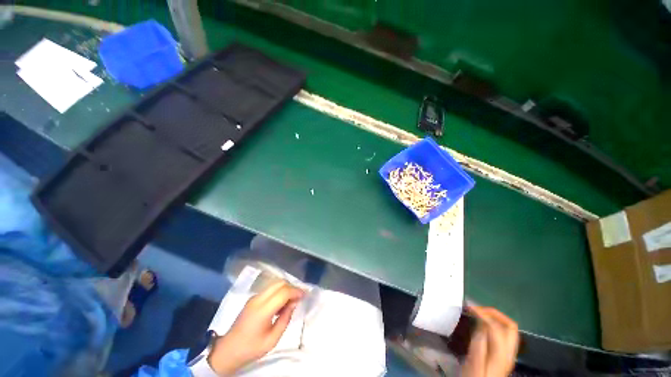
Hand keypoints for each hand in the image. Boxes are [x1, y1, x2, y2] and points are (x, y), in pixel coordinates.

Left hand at [207, 281, 304, 374]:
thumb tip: (294, 303)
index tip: (304, 296)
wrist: (228, 350)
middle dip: (291, 287)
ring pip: (274, 283)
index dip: (296, 291)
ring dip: (285, 288)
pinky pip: (269, 289)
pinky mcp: (252, 298)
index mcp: (263, 310)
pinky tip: (280, 303)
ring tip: (291, 300)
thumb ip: (285, 319)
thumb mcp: (272, 339)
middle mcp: (258, 299)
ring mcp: (254, 297)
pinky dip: (279, 291)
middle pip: (279, 283)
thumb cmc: (251, 348)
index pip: (283, 292)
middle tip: (298, 297)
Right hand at [462, 306, 518, 376]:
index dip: (483, 314)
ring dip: (495, 318)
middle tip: (478, 309)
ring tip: (479, 313)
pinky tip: (482, 325)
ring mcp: (507, 354)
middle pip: (510, 326)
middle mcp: (508, 352)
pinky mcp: (503, 355)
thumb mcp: (474, 363)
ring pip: (508, 329)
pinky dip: (493, 325)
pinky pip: (503, 334)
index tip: (469, 306)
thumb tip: (480, 324)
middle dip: (494, 314)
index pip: (496, 327)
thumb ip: (479, 344)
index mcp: (500, 354)